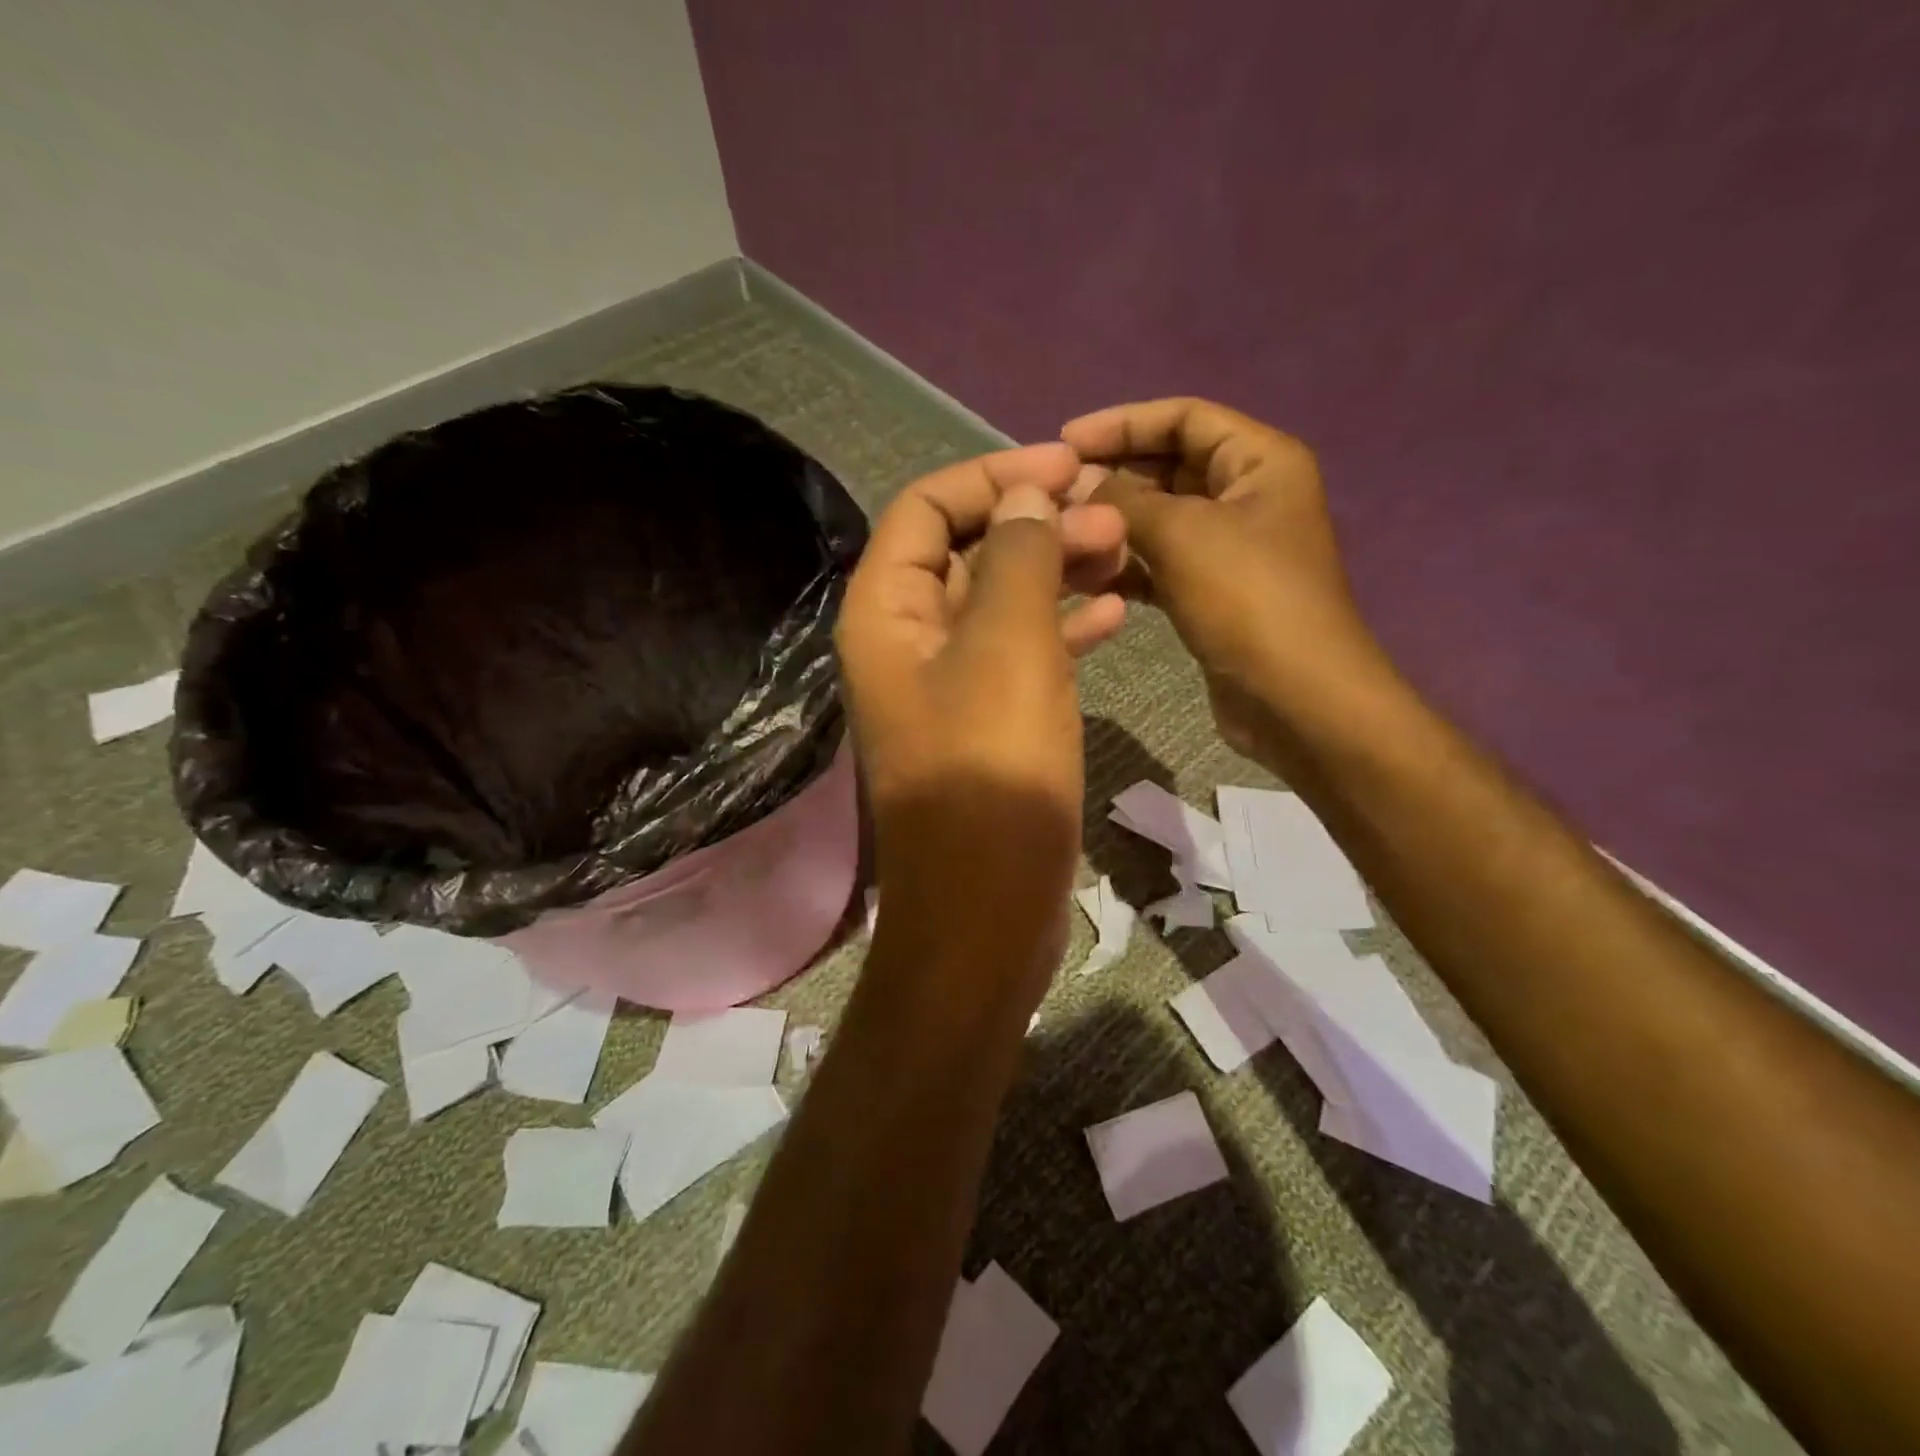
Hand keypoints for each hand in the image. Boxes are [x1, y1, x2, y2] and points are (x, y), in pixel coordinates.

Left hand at [836, 444, 1126, 1003]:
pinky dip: (1063, 628)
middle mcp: (906, 641)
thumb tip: (1026, 494)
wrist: (988, 906)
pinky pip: (1022, 654)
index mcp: (887, 613)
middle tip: (1113, 514)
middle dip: (1037, 524)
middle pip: (968, 553)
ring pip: (1002, 603)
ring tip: (1124, 551)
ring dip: (1057, 571)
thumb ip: (1017, 558)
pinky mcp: (986, 723)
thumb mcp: (1008, 648)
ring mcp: (948, 685)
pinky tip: (1116, 613)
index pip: (927, 509)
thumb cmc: (992, 773)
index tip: (1067, 467)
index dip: (994, 476)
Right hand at [1060, 397, 1388, 763]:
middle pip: (1168, 467)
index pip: (1184, 418)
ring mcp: (1229, 548)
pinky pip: (1159, 565)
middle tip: (1053, 496)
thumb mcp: (1183, 535)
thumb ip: (1123, 500)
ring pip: (1159, 521)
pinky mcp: (1211, 593)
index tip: (1064, 442)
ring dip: (1112, 527)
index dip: (1122, 422)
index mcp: (1259, 461)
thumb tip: (1075, 482)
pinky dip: (1125, 567)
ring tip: (1060, 537)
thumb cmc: (1248, 600)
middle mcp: (1247, 496)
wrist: (1295, 699)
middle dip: (1112, 478)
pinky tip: (1084, 577)